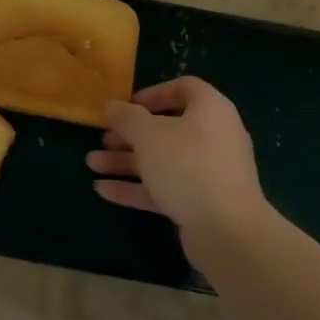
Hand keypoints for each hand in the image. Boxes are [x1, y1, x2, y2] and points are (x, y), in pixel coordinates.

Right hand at [88, 77, 276, 260]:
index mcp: (210, 110)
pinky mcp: (201, 203)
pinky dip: (136, 187)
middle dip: (130, 134)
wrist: (227, 231)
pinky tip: (103, 190)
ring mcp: (209, 172)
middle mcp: (213, 137)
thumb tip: (111, 105)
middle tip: (103, 139)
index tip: (128, 105)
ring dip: (126, 161)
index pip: (184, 88)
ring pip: (162, 160)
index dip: (154, 93)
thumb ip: (127, 117)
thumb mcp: (149, 135)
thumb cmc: (188, 166)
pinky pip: (165, 188)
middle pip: (167, 128)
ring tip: (92, 164)